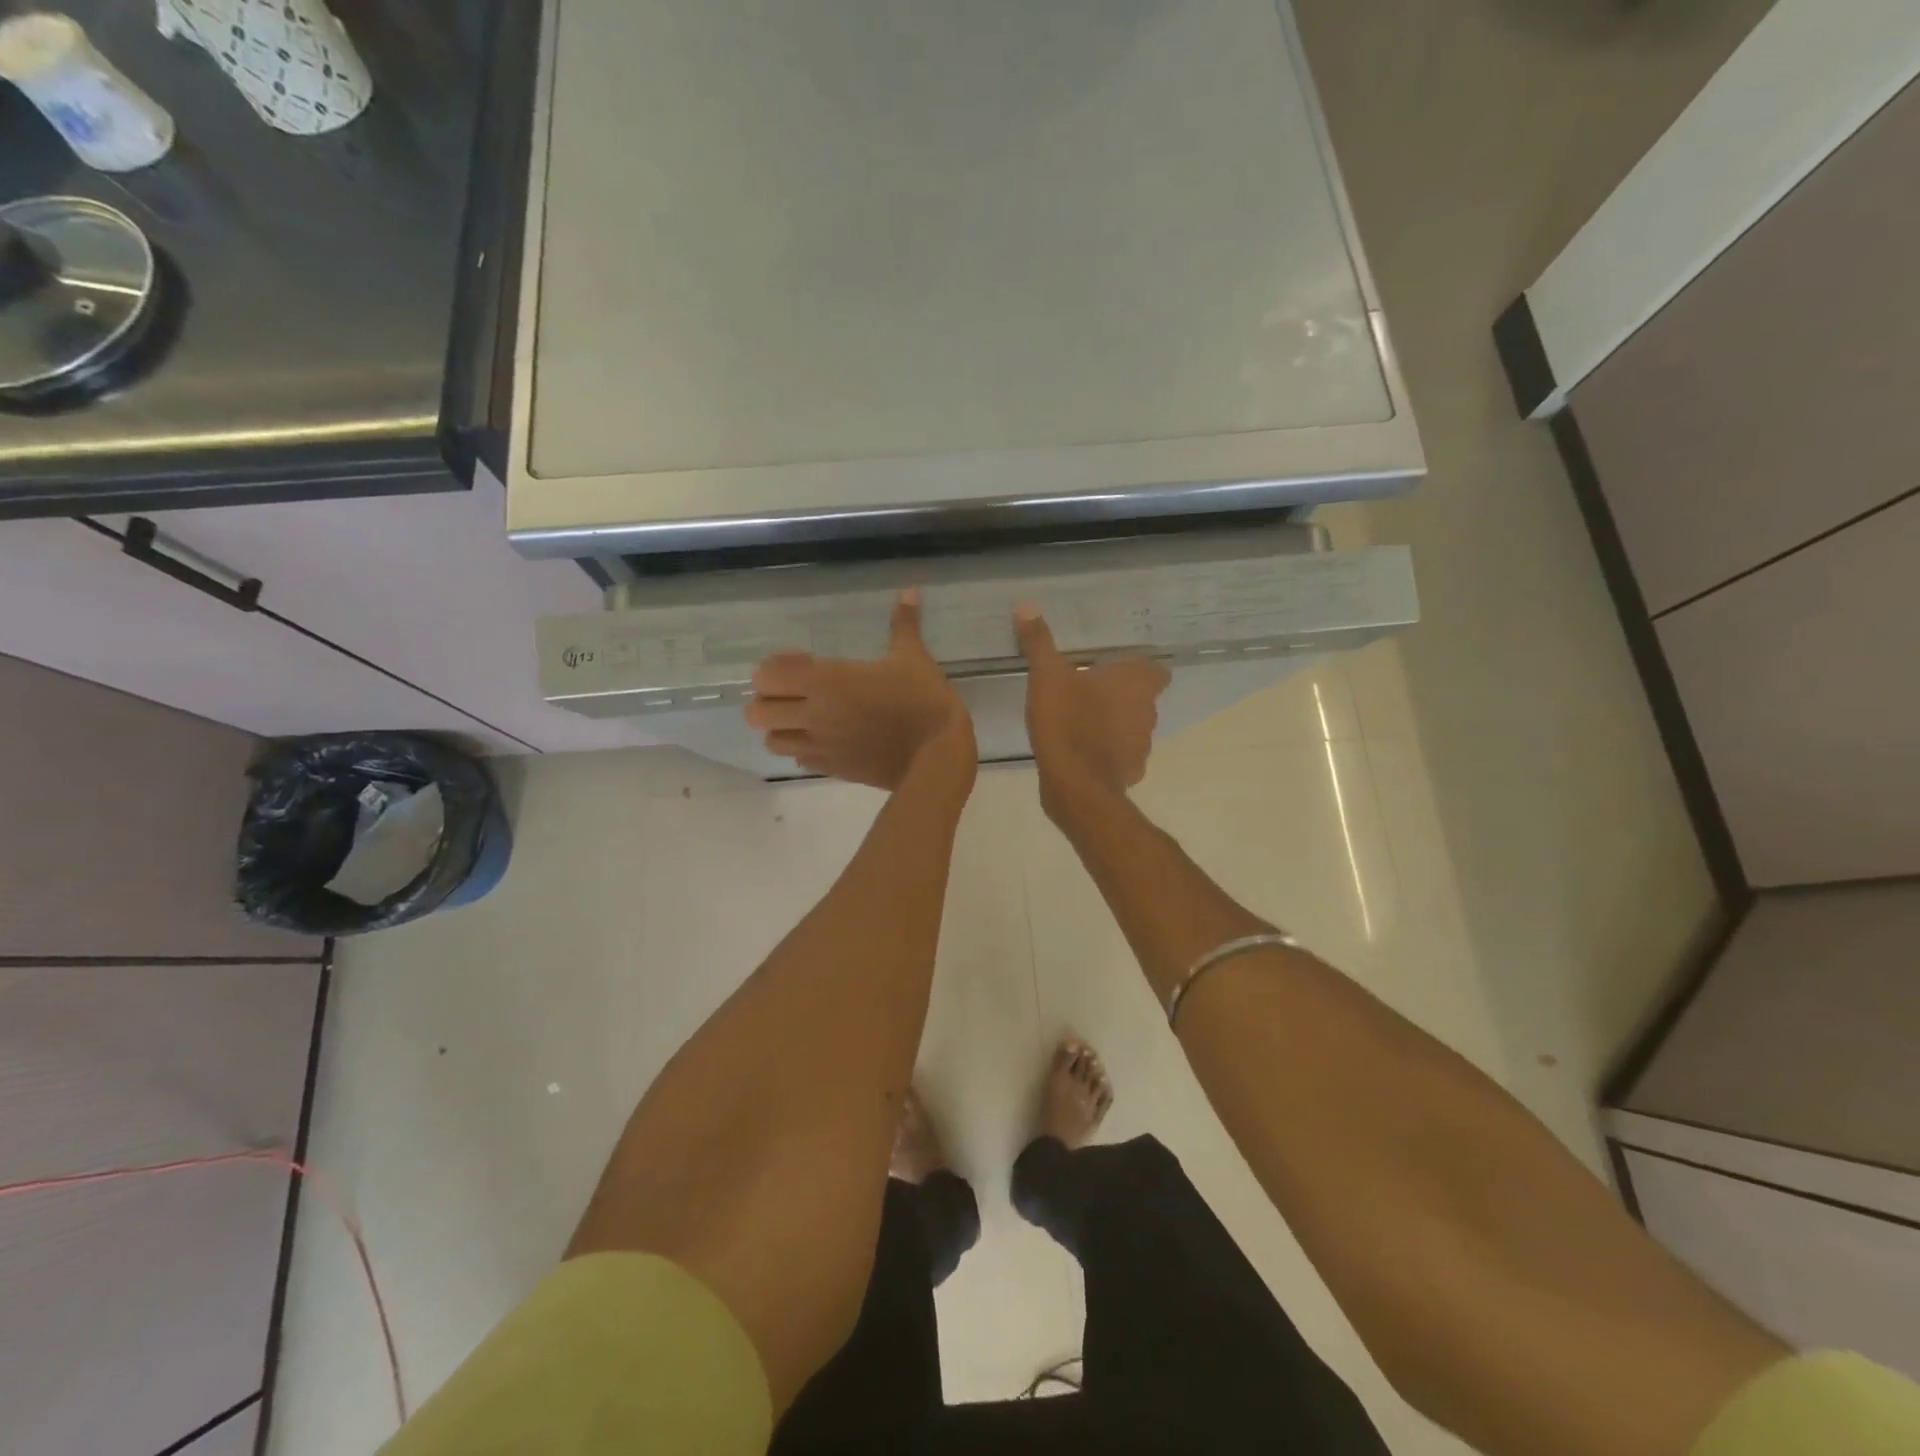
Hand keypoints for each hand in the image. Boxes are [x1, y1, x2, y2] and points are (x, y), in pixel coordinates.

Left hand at [746, 591, 974, 790]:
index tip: (801, 662)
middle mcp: (814, 714)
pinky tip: (824, 740)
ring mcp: (820, 746)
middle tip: (792, 693)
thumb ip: (903, 624)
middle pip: (757, 713)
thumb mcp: (914, 657)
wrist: (937, 755)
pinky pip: (798, 760)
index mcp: (827, 681)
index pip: (767, 677)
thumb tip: (909, 590)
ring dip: (780, 728)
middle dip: (768, 701)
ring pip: (772, 741)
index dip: (774, 668)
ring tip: (802, 719)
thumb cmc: (923, 701)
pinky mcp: (832, 769)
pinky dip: (802, 750)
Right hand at [1015, 604, 1169, 816]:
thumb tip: (1027, 605)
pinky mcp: (1129, 773)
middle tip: (1090, 692)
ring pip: (1132, 728)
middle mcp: (1147, 712)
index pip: (1156, 670)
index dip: (1141, 669)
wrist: (1076, 785)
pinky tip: (1082, 753)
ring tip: (1082, 722)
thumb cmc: (1067, 722)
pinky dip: (1107, 754)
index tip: (1117, 669)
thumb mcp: (1047, 676)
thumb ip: (1039, 642)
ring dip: (1114, 725)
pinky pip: (1121, 757)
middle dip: (1121, 696)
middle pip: (1142, 698)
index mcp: (1135, 683)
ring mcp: (1141, 745)